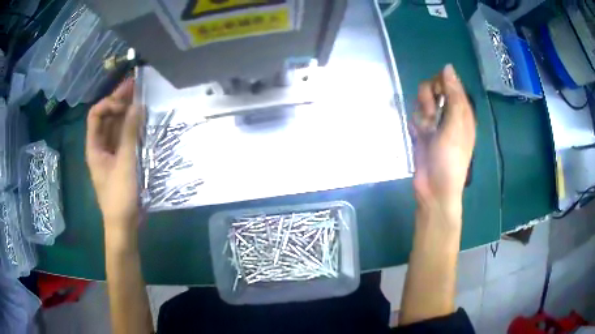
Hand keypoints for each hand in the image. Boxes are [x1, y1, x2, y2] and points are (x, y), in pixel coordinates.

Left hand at [86, 79, 142, 231]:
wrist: (124, 224)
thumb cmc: (119, 195)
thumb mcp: (125, 163)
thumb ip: (130, 133)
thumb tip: (137, 106)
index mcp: (94, 146)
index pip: (96, 115)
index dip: (109, 104)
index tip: (126, 104)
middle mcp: (100, 146)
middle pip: (106, 117)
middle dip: (119, 101)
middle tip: (136, 85)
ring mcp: (110, 153)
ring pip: (116, 126)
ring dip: (127, 111)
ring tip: (141, 96)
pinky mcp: (120, 160)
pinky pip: (124, 137)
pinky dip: (132, 126)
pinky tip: (142, 119)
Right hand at [411, 65, 475, 217]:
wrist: (434, 187)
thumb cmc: (450, 157)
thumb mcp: (456, 124)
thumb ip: (453, 94)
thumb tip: (447, 66)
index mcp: (462, 110)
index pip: (449, 82)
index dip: (440, 84)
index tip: (438, 95)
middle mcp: (449, 113)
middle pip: (432, 88)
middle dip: (428, 99)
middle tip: (432, 115)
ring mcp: (435, 122)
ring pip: (421, 101)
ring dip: (421, 113)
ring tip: (426, 130)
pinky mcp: (423, 131)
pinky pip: (415, 116)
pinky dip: (415, 124)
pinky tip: (419, 136)